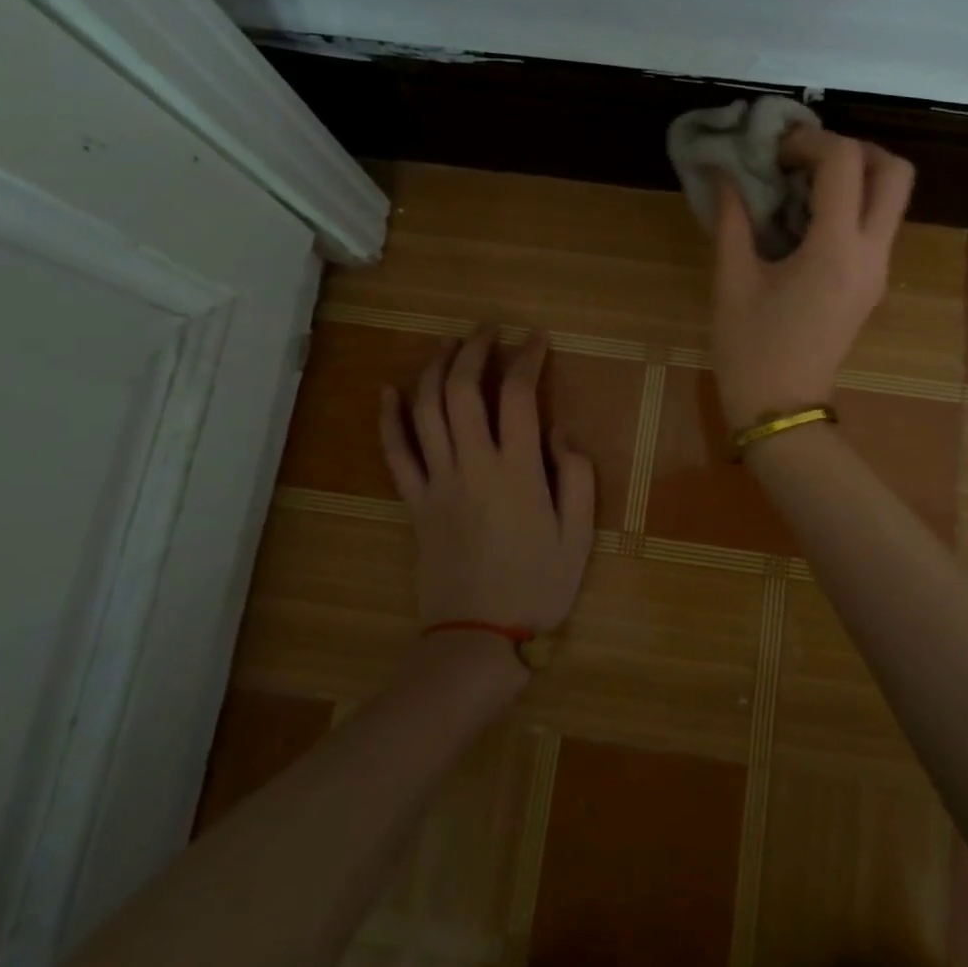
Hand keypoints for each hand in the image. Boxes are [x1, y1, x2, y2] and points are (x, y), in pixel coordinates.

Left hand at [378, 326, 595, 646]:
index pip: (519, 395)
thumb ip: (576, 475)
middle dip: (475, 350)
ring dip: (435, 370)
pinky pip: (395, 453)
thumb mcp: (579, 535)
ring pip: (427, 410)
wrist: (477, 637)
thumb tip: (559, 429)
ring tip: (448, 344)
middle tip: (488, 328)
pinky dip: (388, 418)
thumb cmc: (536, 586)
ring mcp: (437, 481)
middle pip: (464, 390)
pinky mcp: (413, 502)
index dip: (527, 358)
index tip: (537, 338)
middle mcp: (473, 464)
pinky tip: (388, 390)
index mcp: (518, 470)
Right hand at [710, 127, 914, 429]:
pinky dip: (853, 203)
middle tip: (807, 157)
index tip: (775, 150)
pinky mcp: (873, 284)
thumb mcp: (732, 280)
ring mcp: (879, 270)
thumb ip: (732, 218)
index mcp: (835, 250)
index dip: (810, 141)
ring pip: (893, 198)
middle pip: (895, 172)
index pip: (845, 163)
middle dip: (854, 149)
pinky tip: (807, 215)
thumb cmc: (750, 348)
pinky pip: (878, 224)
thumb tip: (724, 172)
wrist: (782, 408)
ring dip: (857, 175)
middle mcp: (871, 254)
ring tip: (804, 182)